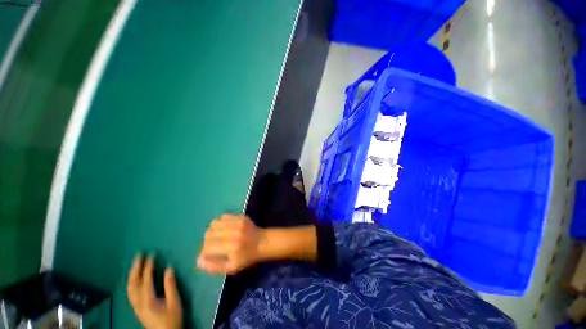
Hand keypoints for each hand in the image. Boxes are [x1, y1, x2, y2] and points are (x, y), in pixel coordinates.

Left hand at [127, 255, 182, 328]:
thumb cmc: (172, 320)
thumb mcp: (175, 303)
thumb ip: (171, 286)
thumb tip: (169, 269)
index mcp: (148, 301)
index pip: (146, 280)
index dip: (148, 267)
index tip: (151, 255)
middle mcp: (138, 303)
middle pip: (133, 283)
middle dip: (135, 268)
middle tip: (138, 255)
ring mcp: (136, 307)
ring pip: (130, 288)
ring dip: (132, 274)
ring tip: (136, 264)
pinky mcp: (137, 309)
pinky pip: (131, 293)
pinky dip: (132, 282)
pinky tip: (134, 279)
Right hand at [197, 214, 262, 274]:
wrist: (262, 242)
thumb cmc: (246, 257)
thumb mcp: (231, 268)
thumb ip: (214, 266)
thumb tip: (198, 260)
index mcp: (232, 248)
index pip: (207, 247)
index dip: (205, 251)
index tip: (210, 253)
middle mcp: (234, 233)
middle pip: (208, 234)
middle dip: (208, 241)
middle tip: (215, 245)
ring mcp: (238, 223)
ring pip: (214, 223)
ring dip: (213, 231)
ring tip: (219, 236)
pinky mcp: (241, 216)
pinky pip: (223, 217)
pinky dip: (220, 223)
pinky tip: (225, 229)